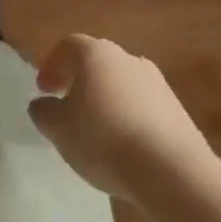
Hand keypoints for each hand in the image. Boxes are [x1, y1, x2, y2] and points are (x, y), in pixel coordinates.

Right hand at [28, 34, 215, 204]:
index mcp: (95, 53)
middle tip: (70, 108)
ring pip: (123, 86)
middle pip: (97, 64)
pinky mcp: (179, 112)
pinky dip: (132, 120)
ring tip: (101, 134)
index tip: (44, 91)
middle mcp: (126, 57)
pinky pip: (145, 109)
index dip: (52, 67)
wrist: (173, 173)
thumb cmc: (105, 140)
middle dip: (81, 83)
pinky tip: (128, 149)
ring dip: (109, 102)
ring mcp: (157, 83)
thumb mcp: (60, 130)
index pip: (67, 48)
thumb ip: (44, 113)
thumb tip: (41, 105)